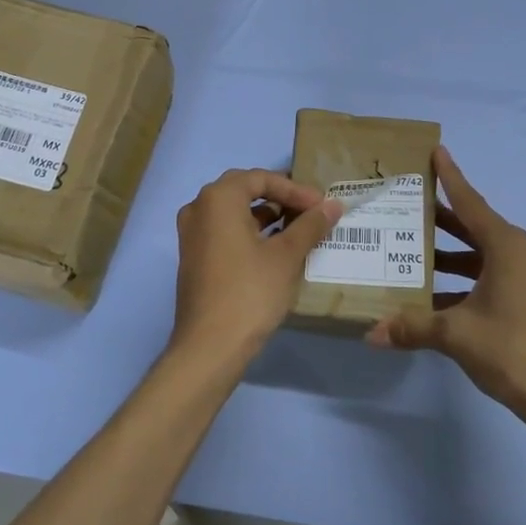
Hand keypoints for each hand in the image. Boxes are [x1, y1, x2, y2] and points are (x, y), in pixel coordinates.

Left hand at [170, 169, 344, 369]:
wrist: (210, 346)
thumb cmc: (250, 292)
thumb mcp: (286, 256)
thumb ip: (310, 225)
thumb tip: (333, 205)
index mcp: (218, 198)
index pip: (261, 178)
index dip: (295, 190)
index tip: (321, 207)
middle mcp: (198, 208)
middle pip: (244, 190)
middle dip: (280, 198)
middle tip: (310, 212)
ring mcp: (191, 234)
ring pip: (233, 212)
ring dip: (266, 216)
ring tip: (298, 230)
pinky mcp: (193, 257)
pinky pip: (224, 232)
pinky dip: (250, 233)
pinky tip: (274, 250)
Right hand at [367, 145, 525, 430]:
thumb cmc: (513, 352)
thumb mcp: (456, 335)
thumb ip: (412, 327)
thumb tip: (372, 332)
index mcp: (507, 247)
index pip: (470, 202)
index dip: (450, 177)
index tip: (436, 151)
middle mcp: (522, 252)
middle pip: (475, 226)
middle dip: (442, 218)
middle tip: (408, 205)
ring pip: (483, 254)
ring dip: (452, 254)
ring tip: (414, 252)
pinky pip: (493, 275)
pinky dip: (466, 279)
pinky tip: (437, 296)